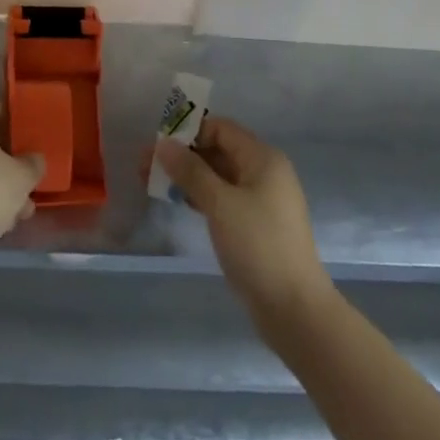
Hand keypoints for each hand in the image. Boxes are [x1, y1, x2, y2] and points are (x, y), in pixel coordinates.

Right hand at [156, 115, 331, 321]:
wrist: (294, 310)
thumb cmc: (258, 246)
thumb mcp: (220, 204)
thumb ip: (190, 170)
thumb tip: (163, 144)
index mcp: (263, 158)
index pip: (221, 129)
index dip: (188, 131)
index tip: (158, 145)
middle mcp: (264, 172)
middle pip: (218, 150)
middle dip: (182, 155)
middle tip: (145, 166)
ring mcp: (261, 200)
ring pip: (218, 176)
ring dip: (188, 176)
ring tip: (153, 183)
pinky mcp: (255, 224)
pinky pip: (223, 198)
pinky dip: (201, 196)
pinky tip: (179, 202)